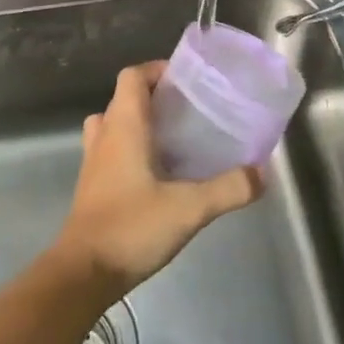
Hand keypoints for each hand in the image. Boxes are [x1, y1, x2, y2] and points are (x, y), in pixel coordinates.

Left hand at [49, 61, 264, 300]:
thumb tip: (261, 172)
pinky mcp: (92, 186)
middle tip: (189, 111)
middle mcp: (105, 136)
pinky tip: (158, 174)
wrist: (83, 273)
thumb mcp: (189, 208)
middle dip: (155, 97)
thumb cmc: (131, 227)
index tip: (186, 81)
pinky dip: (131, 149)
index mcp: (123, 126)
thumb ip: (228, 188)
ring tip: (173, 138)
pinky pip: (110, 150)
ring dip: (139, 123)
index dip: (156, 70)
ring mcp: (93, 162)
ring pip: (113, 124)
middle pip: (124, 98)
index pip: (132, 76)